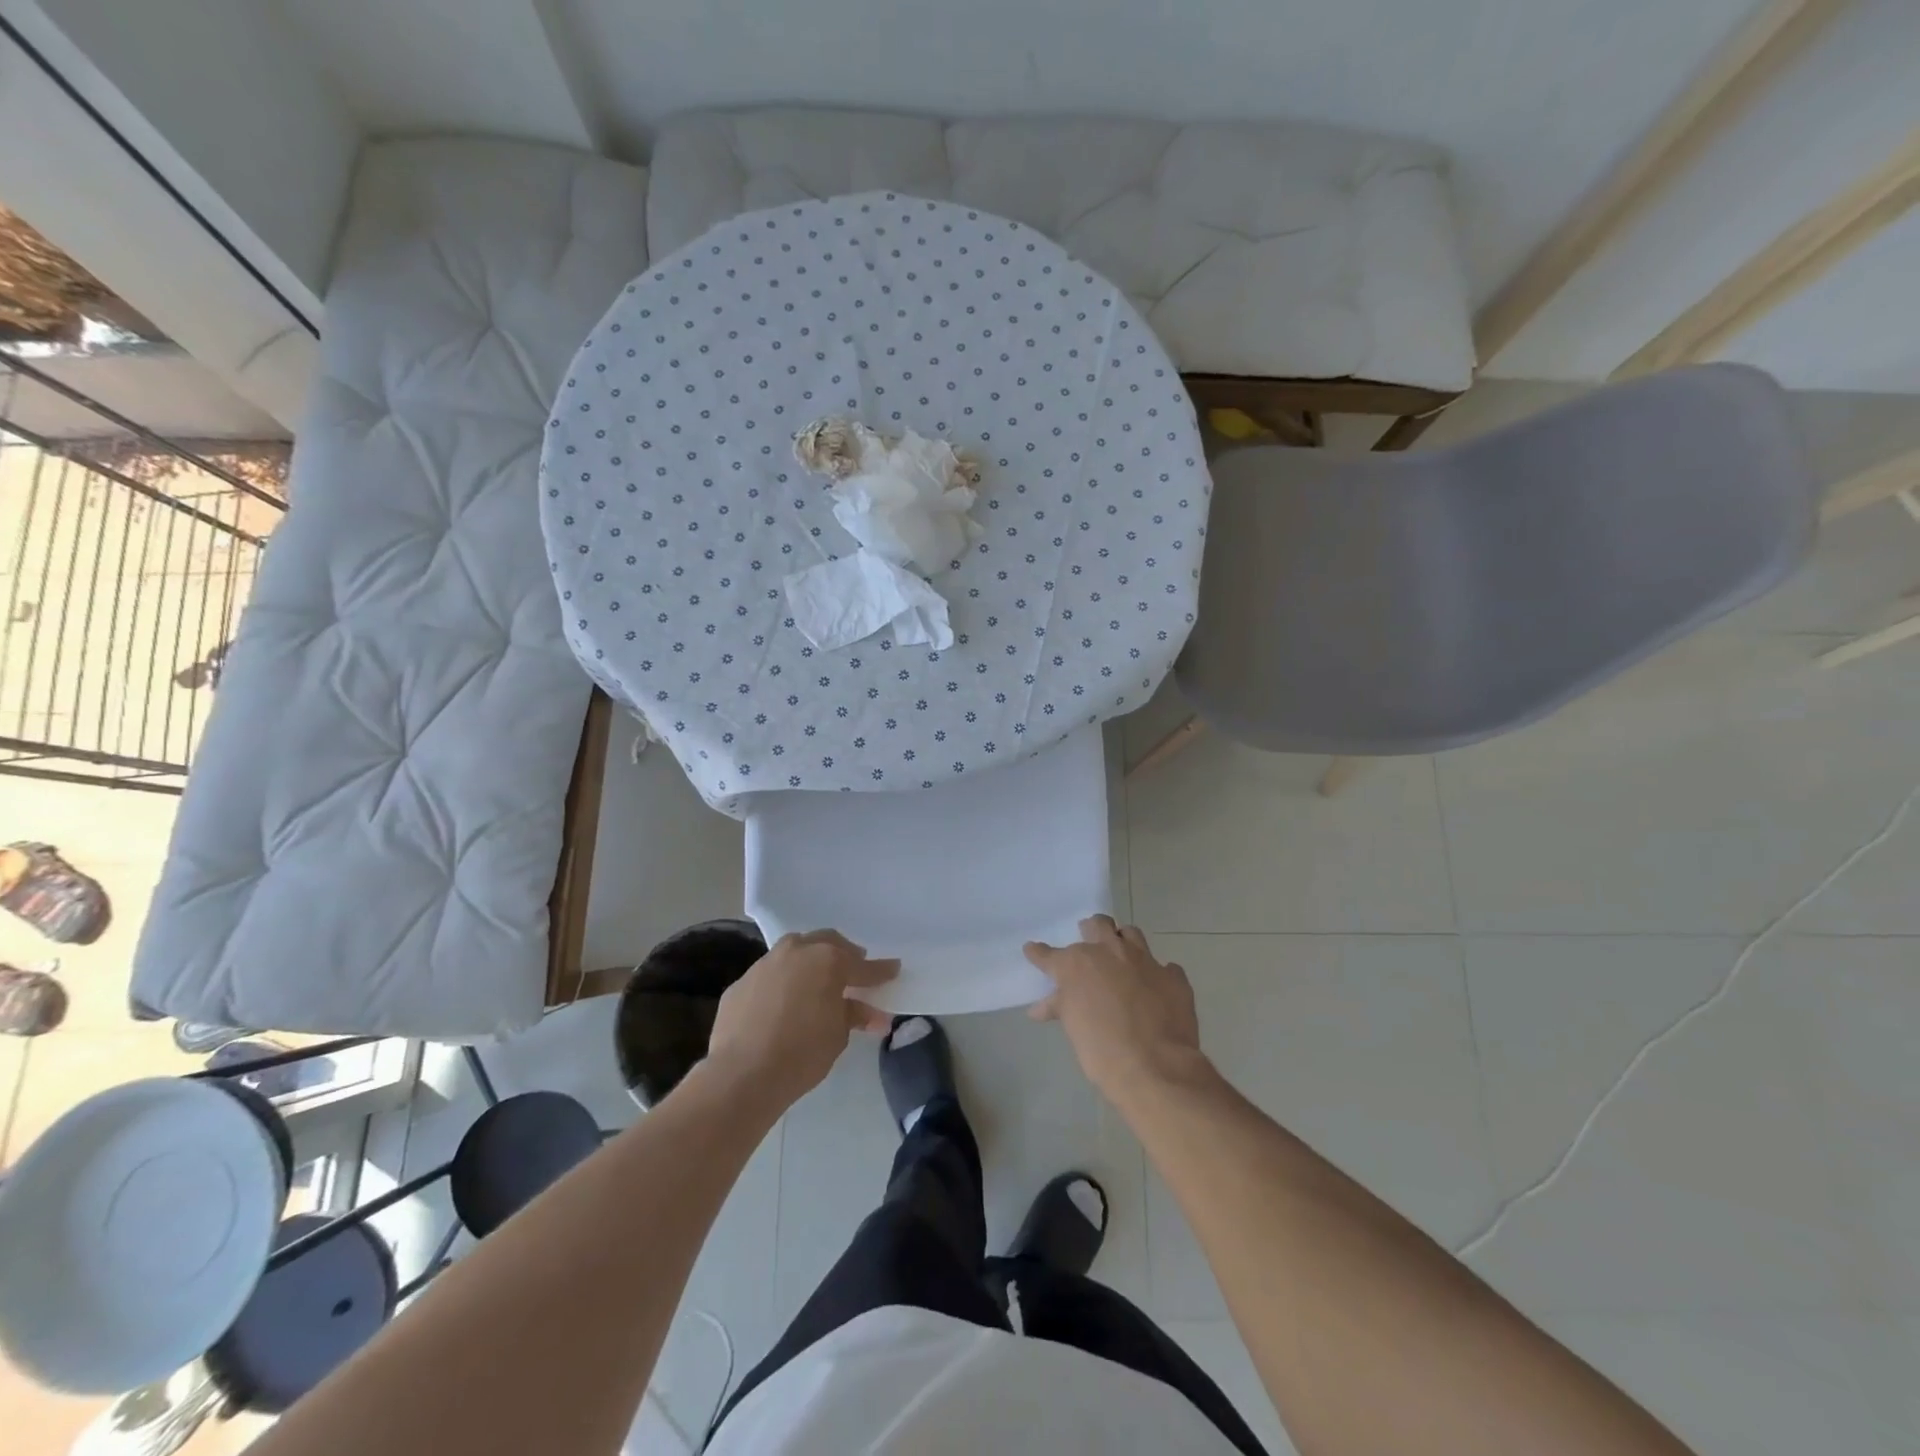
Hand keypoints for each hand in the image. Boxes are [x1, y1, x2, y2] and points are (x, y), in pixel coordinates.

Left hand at [706, 930, 897, 1109]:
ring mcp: (765, 964)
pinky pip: (769, 975)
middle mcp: (797, 952)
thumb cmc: (802, 1053)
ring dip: (809, 962)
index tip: (893, 969)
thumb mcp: (838, 1036)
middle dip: (843, 954)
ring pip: (794, 951)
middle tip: (852, 969)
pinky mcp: (741, 982)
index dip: (880, 971)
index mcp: (828, 961)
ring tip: (816, 981)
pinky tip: (782, 1003)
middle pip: (827, 943)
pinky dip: (781, 983)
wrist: (741, 1074)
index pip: (862, 966)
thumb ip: (853, 1015)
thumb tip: (870, 1013)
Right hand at [1025, 916, 1209, 1107]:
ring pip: (1131, 934)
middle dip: (1091, 930)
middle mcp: (1110, 952)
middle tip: (1089, 941)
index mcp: (1078, 963)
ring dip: (1124, 941)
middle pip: (1098, 925)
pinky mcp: (1173, 977)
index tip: (1033, 950)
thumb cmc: (1101, 1050)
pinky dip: (1157, 975)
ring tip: (1122, 956)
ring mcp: (1145, 960)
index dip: (1039, 953)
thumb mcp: (1073, 1028)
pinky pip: (1164, 967)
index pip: (1049, 954)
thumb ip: (1059, 1008)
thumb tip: (1040, 1008)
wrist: (1155, 1067)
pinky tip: (1155, 988)